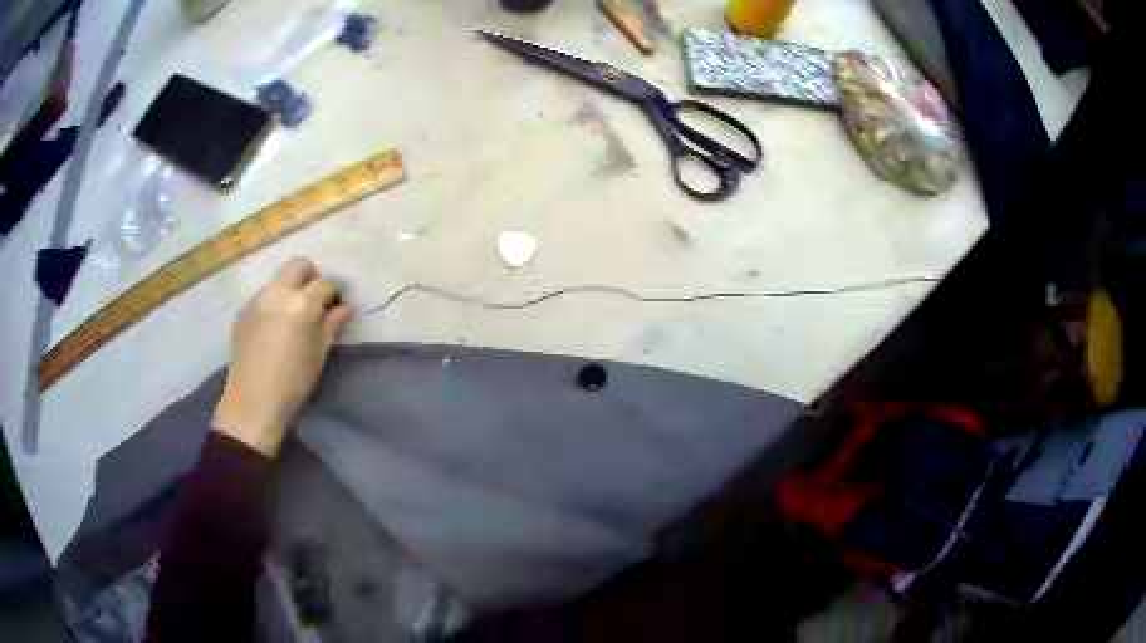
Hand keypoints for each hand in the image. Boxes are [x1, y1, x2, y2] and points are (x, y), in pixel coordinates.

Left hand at [213, 258, 354, 454]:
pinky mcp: (243, 312)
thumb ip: (331, 326)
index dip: (337, 289)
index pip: (326, 282)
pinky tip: (273, 328)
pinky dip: (273, 303)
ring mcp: (257, 300)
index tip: (340, 301)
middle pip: (298, 266)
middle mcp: (278, 292)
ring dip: (289, 290)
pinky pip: (263, 297)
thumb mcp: (319, 355)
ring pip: (278, 281)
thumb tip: (345, 309)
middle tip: (316, 298)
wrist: (253, 402)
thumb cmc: (293, 382)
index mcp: (302, 303)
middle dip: (311, 275)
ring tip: (292, 316)